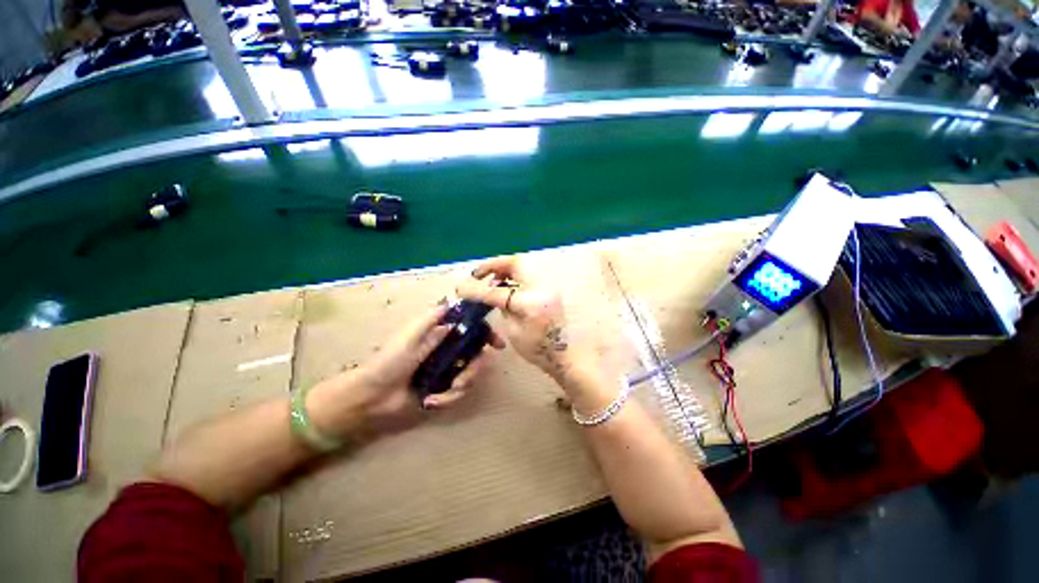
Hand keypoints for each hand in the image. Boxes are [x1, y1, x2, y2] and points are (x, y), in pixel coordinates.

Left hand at [308, 305, 504, 439]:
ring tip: (438, 396)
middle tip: (461, 381)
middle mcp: (450, 350)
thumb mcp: (409, 336)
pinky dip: (448, 398)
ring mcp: (449, 370)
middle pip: (478, 355)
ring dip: (459, 387)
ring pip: (472, 375)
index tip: (498, 344)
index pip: (473, 329)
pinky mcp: (445, 389)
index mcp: (442, 334)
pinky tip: (431, 401)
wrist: (373, 398)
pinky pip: (460, 392)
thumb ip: (431, 318)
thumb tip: (454, 301)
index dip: (487, 334)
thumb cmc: (389, 362)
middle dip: (473, 370)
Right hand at [456, 257, 591, 383]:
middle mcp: (541, 289)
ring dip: (505, 269)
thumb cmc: (537, 349)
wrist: (563, 354)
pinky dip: (514, 276)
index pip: (498, 292)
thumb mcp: (513, 331)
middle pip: (516, 264)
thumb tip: (490, 293)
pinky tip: (505, 286)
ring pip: (523, 266)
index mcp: (530, 303)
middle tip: (479, 274)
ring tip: (491, 281)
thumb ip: (502, 307)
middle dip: (495, 265)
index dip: (477, 290)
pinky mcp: (549, 289)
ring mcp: (548, 286)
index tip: (460, 287)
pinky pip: (528, 274)